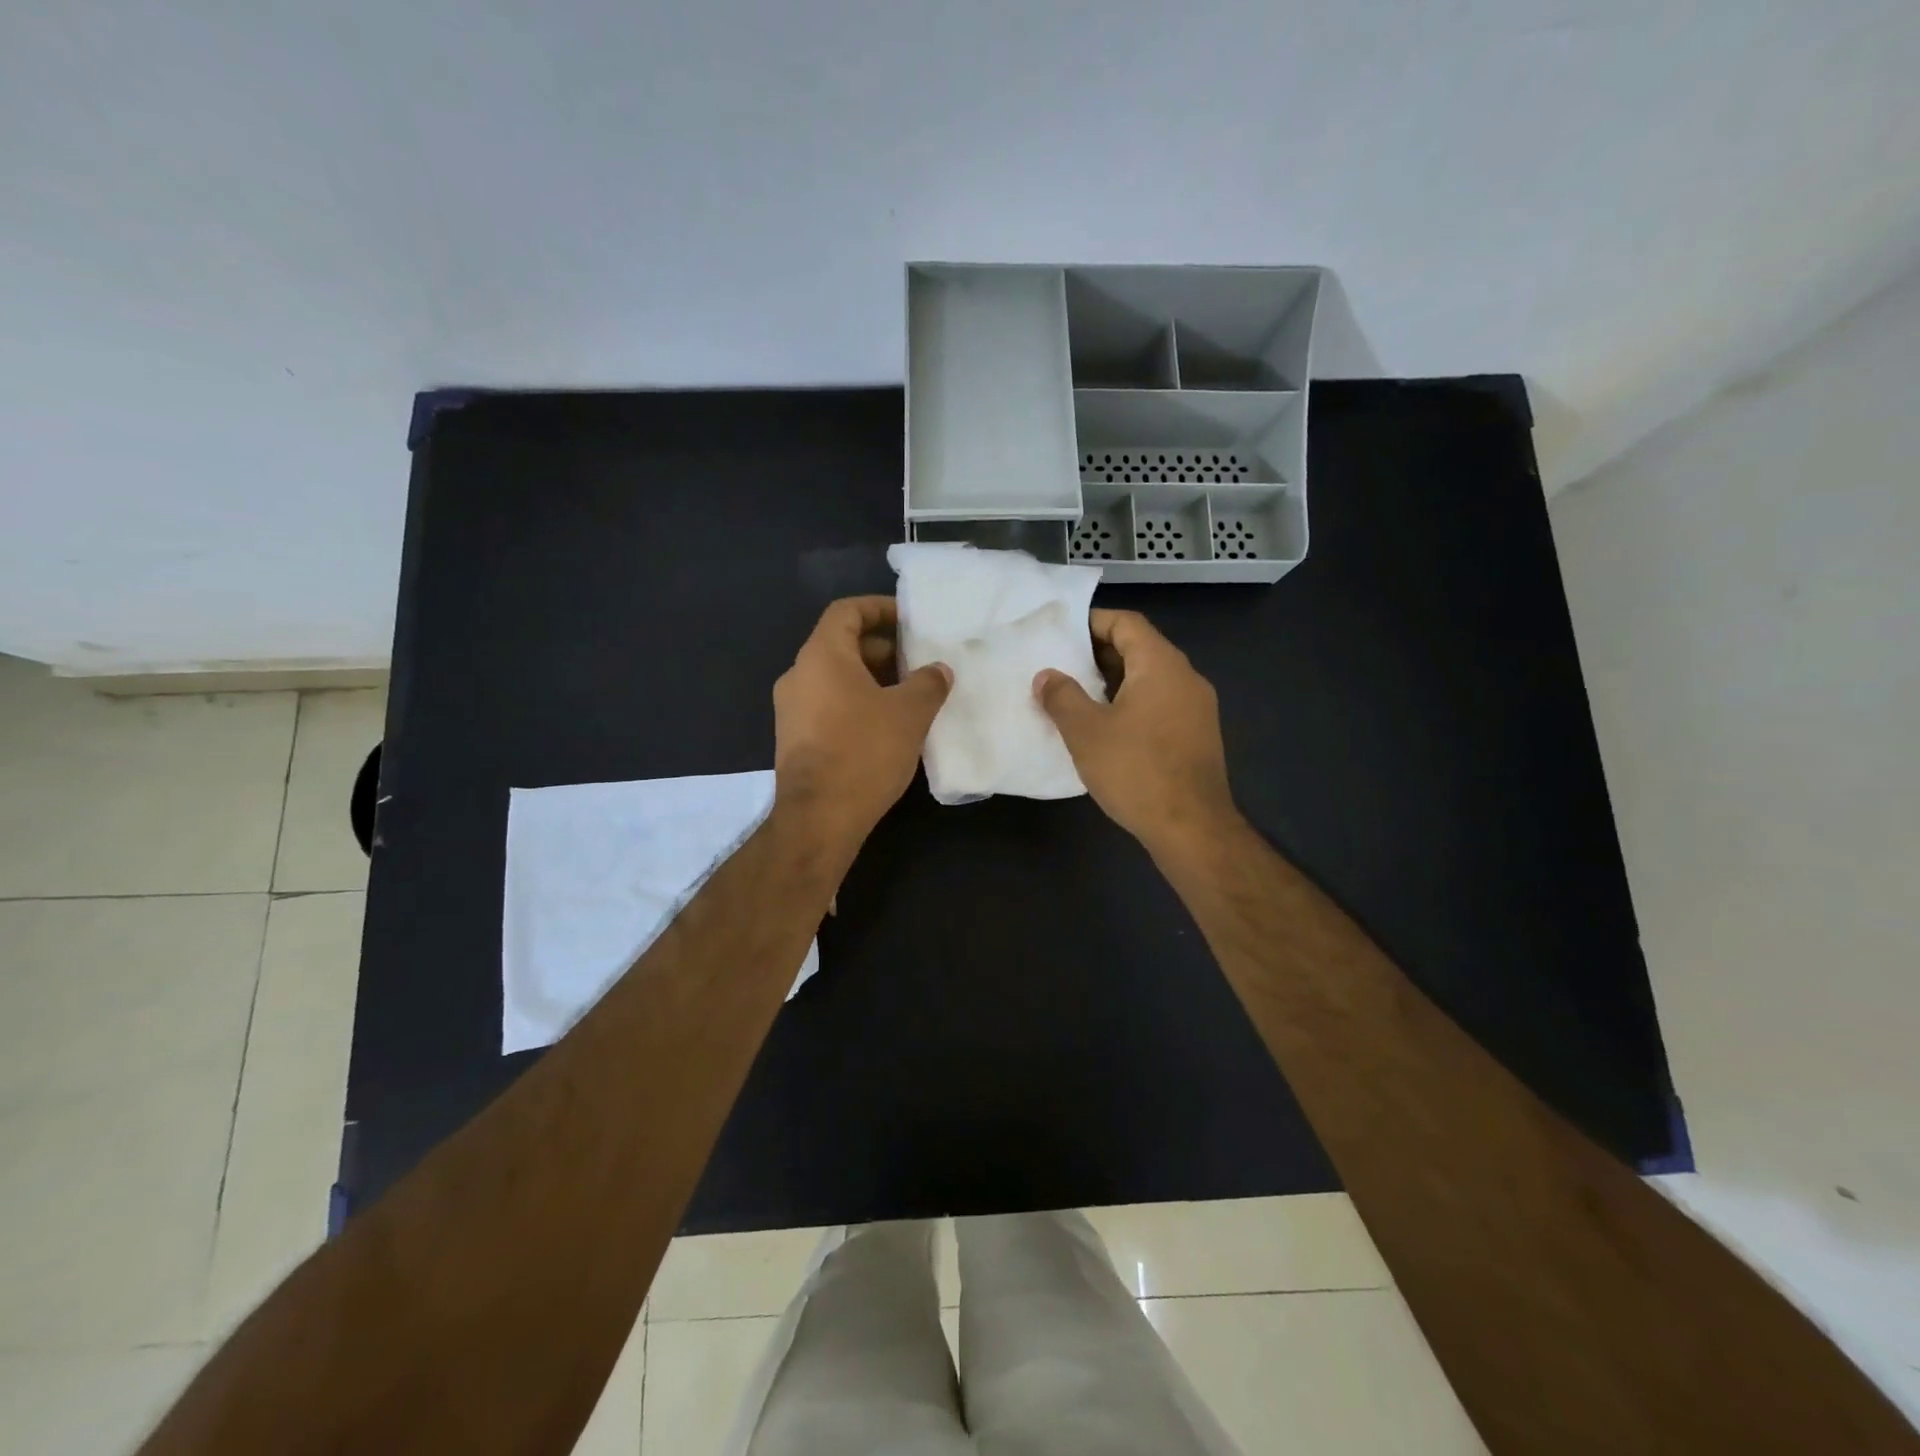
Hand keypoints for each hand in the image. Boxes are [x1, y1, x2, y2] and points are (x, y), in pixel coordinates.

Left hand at [774, 596, 951, 854]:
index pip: (846, 611)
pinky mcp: (795, 738)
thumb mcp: (909, 713)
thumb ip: (928, 683)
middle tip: (917, 662)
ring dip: (871, 679)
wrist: (819, 818)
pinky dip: (856, 703)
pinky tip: (886, 726)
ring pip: (835, 678)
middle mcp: (799, 675)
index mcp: (822, 656)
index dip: (879, 608)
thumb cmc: (864, 752)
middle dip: (882, 649)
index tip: (908, 620)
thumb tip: (937, 671)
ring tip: (909, 695)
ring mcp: (792, 709)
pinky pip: (828, 704)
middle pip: (840, 644)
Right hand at [1033, 609, 1238, 855]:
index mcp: (1161, 665)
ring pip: (1151, 679)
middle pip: (1141, 648)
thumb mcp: (1086, 732)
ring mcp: (1197, 708)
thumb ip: (1062, 697)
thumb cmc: (1136, 770)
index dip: (1092, 622)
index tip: (1061, 633)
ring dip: (1115, 681)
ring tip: (1078, 696)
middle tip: (1062, 665)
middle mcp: (1186, 677)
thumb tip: (1046, 675)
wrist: (1192, 827)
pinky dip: (1133, 703)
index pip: (1127, 623)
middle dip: (1099, 653)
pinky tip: (1108, 727)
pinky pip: (1161, 704)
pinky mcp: (1198, 736)